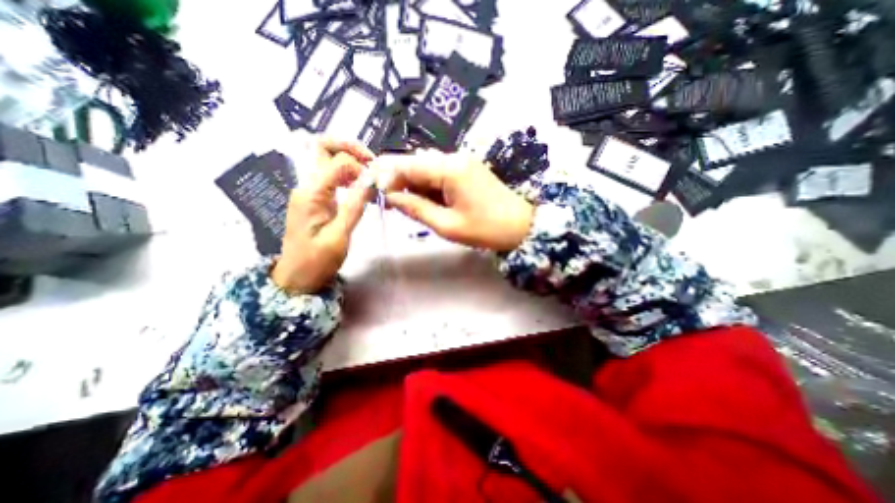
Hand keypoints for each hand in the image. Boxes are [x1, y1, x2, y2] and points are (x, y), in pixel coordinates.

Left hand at [268, 137, 373, 293]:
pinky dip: (348, 175)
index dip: (362, 167)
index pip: (339, 162)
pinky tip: (361, 188)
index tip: (378, 183)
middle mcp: (307, 185)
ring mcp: (310, 190)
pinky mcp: (316, 198)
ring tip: (370, 176)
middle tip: (371, 162)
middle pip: (322, 146)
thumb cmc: (317, 261)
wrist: (296, 278)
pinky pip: (331, 176)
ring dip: (350, 160)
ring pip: (327, 159)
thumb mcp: (340, 236)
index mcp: (311, 193)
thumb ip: (356, 205)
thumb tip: (372, 179)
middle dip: (349, 147)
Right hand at [371, 149, 528, 251]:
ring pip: (426, 167)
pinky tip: (425, 199)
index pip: (407, 165)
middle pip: (415, 162)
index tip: (375, 194)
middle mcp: (454, 157)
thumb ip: (416, 208)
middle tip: (389, 202)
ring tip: (406, 204)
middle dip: (398, 180)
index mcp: (450, 168)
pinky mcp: (466, 168)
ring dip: (412, 183)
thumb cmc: (486, 229)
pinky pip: (439, 171)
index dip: (386, 177)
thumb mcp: (447, 225)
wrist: (521, 226)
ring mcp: (462, 160)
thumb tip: (390, 197)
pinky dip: (427, 184)